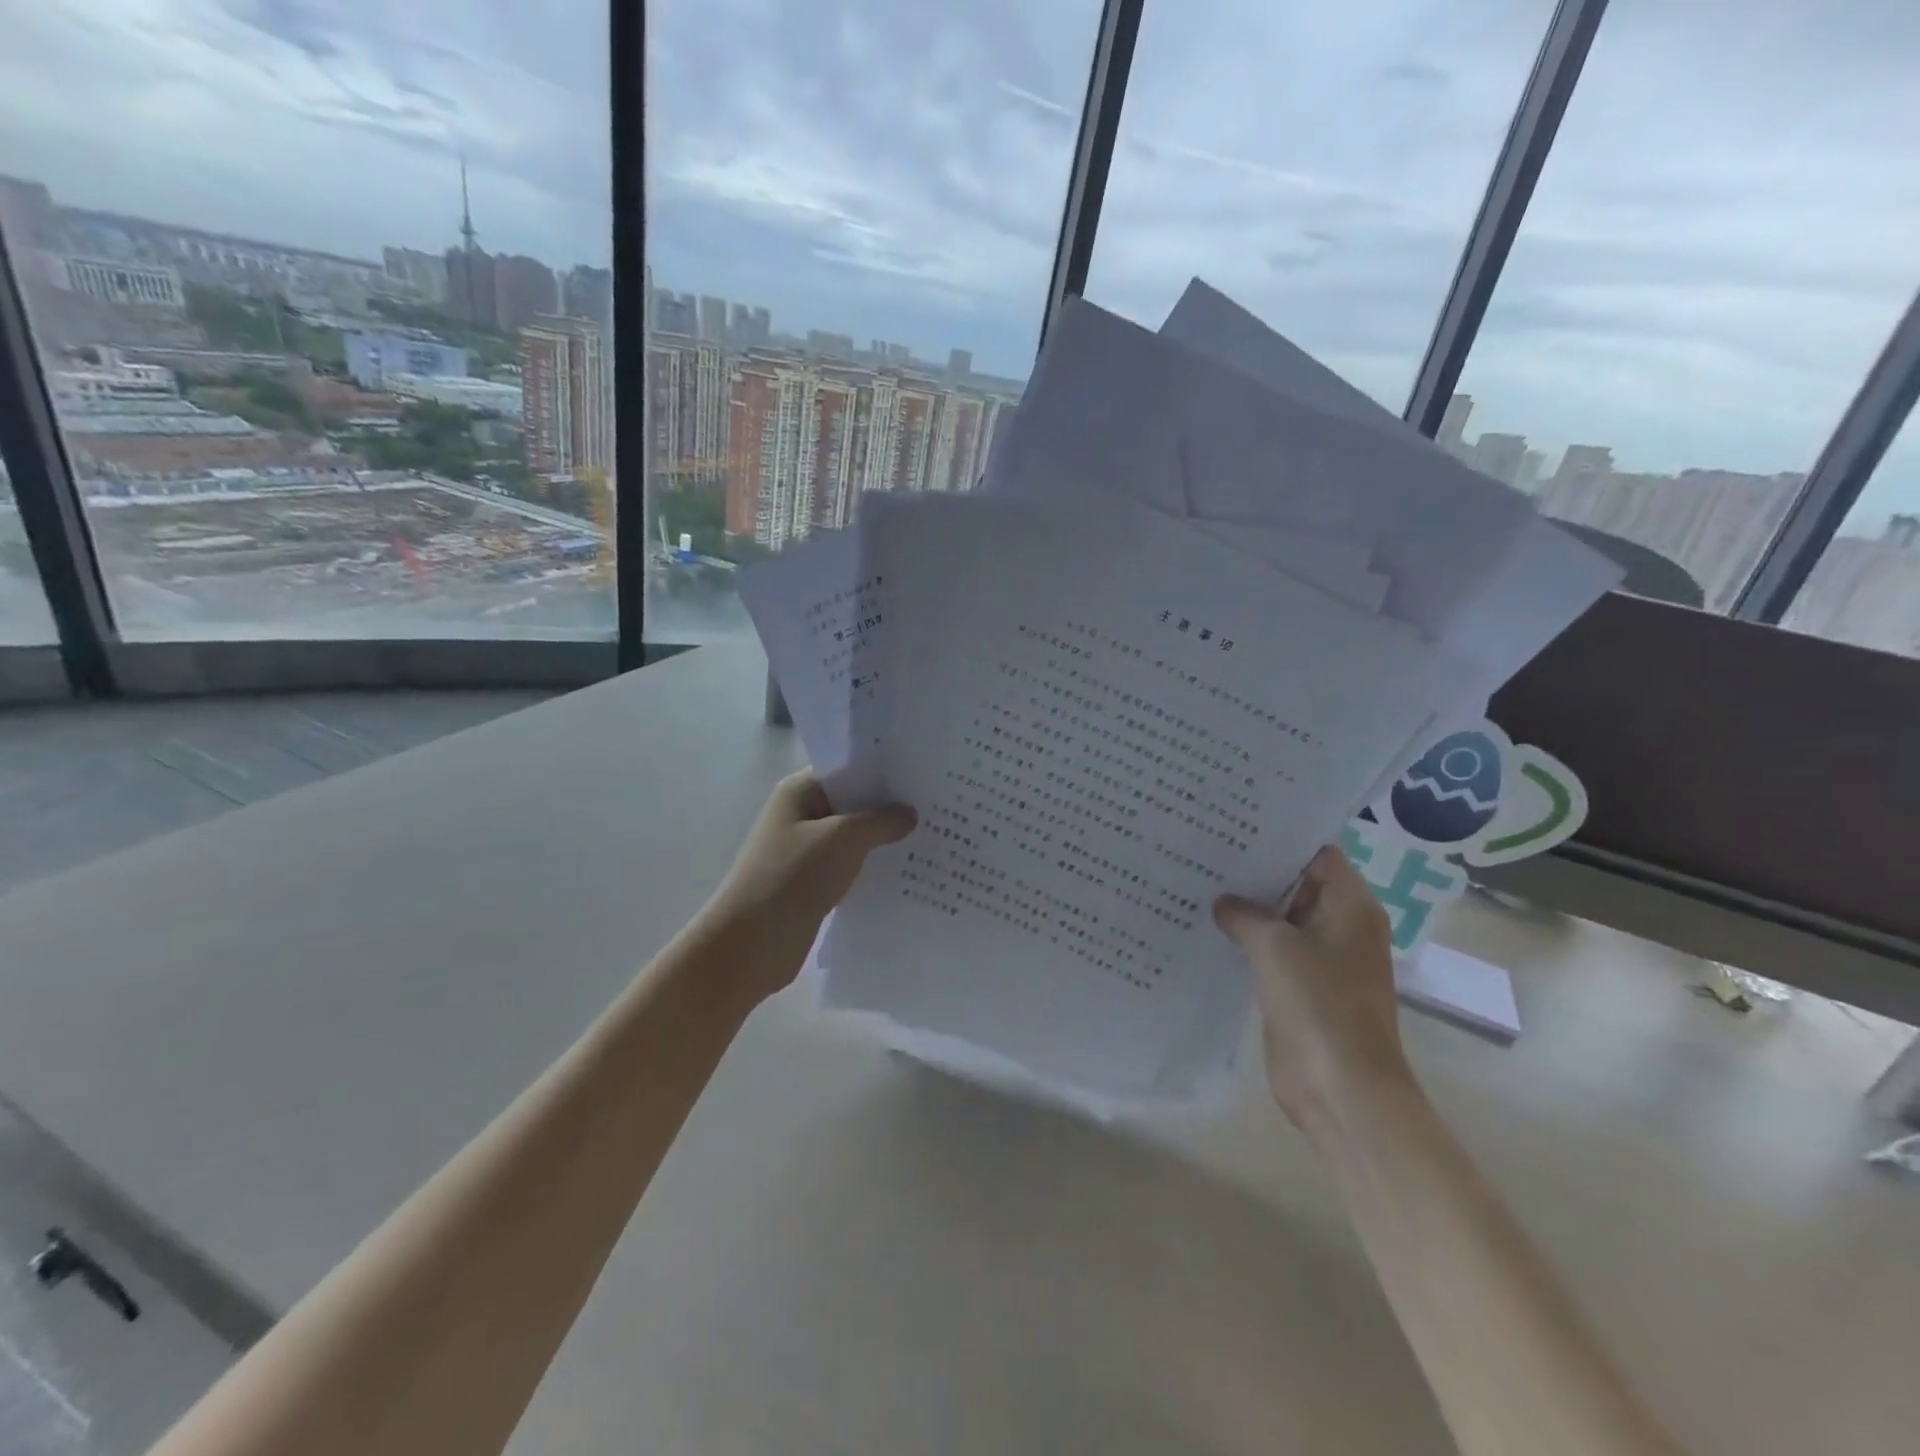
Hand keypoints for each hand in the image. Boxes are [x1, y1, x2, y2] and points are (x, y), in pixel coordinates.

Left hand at [702, 772, 915, 999]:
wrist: (751, 944)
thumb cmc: (792, 876)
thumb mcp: (843, 838)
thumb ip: (881, 821)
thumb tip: (909, 813)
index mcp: (800, 792)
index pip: (847, 768)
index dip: (883, 770)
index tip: (923, 774)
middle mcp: (802, 815)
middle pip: (853, 802)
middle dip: (890, 806)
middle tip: (938, 806)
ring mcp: (807, 851)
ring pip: (854, 837)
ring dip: (884, 840)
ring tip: (932, 836)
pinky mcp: (814, 883)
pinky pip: (850, 866)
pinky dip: (873, 867)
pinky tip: (907, 871)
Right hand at [1214, 845, 1415, 1138]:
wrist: (1341, 1089)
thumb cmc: (1318, 1005)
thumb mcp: (1274, 946)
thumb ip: (1244, 914)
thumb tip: (1223, 902)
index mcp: (1351, 907)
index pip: (1317, 854)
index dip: (1280, 839)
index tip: (1235, 826)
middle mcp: (1340, 926)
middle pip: (1297, 885)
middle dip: (1256, 872)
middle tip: (1206, 849)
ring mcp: (1322, 959)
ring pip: (1281, 920)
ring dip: (1248, 908)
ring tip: (1199, 882)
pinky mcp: (1301, 987)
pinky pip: (1272, 952)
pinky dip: (1246, 941)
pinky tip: (1208, 928)